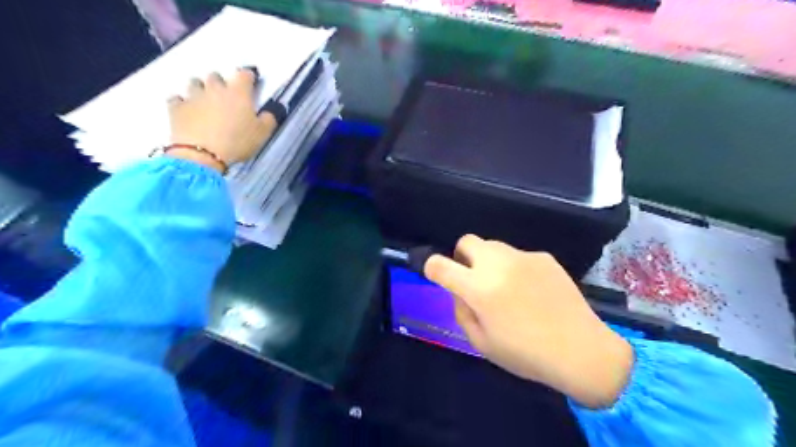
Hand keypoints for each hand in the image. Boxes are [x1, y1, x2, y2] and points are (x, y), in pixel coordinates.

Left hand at [166, 68, 277, 169]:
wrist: (202, 155)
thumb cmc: (237, 142)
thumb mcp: (263, 134)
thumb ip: (269, 119)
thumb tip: (270, 111)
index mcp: (238, 93)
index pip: (244, 74)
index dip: (249, 76)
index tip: (251, 81)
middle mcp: (214, 88)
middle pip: (216, 76)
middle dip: (221, 83)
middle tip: (227, 96)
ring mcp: (193, 96)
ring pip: (195, 83)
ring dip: (201, 89)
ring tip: (206, 102)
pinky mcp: (176, 107)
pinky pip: (177, 99)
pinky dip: (182, 102)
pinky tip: (187, 111)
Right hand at [423, 234, 635, 407]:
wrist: (582, 350)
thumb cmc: (526, 354)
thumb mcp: (481, 342)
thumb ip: (462, 311)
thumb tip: (459, 291)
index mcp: (479, 288)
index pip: (439, 265)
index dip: (432, 268)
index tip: (438, 276)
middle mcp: (498, 264)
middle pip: (467, 241)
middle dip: (462, 257)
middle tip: (473, 280)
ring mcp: (523, 257)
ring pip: (492, 246)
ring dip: (488, 262)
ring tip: (505, 287)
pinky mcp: (544, 257)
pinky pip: (518, 256)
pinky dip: (514, 268)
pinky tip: (532, 291)